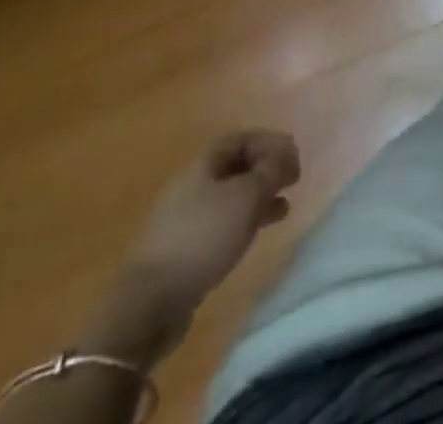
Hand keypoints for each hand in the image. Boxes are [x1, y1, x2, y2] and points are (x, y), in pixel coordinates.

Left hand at [83, 130, 300, 365]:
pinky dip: (244, 221)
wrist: (149, 304)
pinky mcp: (183, 250)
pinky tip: (257, 233)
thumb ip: (270, 171)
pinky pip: (221, 222)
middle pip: (235, 166)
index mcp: (202, 165)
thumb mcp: (245, 198)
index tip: (293, 155)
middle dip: (265, 169)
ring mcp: (184, 219)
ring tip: (284, 207)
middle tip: (292, 179)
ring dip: (258, 196)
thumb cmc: (202, 238)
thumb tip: (285, 154)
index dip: (269, 141)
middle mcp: (191, 185)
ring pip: (230, 196)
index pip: (240, 138)